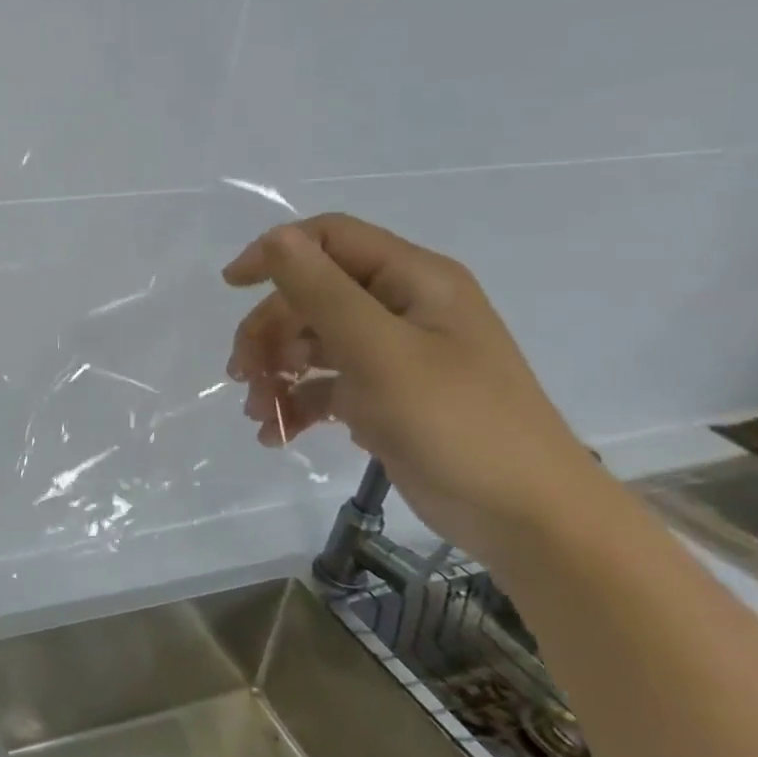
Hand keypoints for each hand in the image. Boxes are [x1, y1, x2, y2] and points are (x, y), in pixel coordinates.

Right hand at [222, 213, 608, 567]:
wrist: (526, 518)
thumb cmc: (454, 421)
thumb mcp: (378, 350)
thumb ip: (321, 291)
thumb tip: (275, 237)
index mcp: (413, 280)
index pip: (330, 239)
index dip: (276, 253)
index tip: (231, 287)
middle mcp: (402, 307)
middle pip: (310, 297)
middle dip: (268, 333)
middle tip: (242, 374)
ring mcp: (394, 354)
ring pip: (310, 343)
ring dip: (274, 372)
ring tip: (258, 412)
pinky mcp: (385, 396)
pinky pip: (324, 385)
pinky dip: (295, 404)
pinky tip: (277, 434)